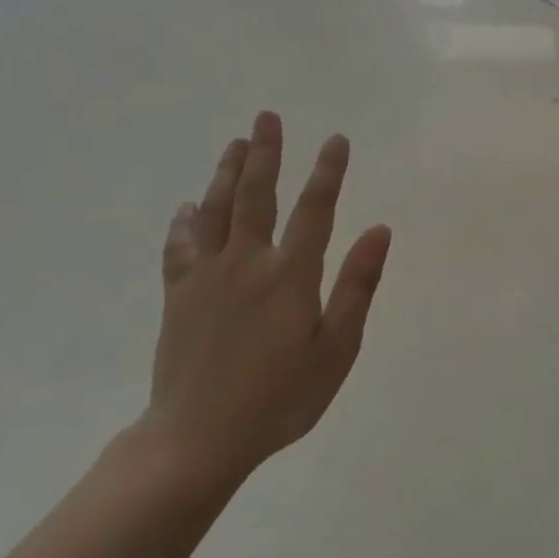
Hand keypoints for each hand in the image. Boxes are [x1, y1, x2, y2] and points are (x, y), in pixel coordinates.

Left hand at [143, 110, 391, 490]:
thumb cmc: (280, 398)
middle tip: (267, 117)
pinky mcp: (179, 296)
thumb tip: (380, 230)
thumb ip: (357, 286)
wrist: (197, 440)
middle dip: (266, 154)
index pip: (315, 210)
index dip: (328, 172)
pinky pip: (179, 248)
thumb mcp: (336, 350)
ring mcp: (207, 277)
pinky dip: (184, 223)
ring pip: (215, 211)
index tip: (336, 139)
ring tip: (236, 143)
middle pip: (256, 196)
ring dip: (226, 173)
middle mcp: (246, 263)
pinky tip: (186, 207)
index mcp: (290, 275)